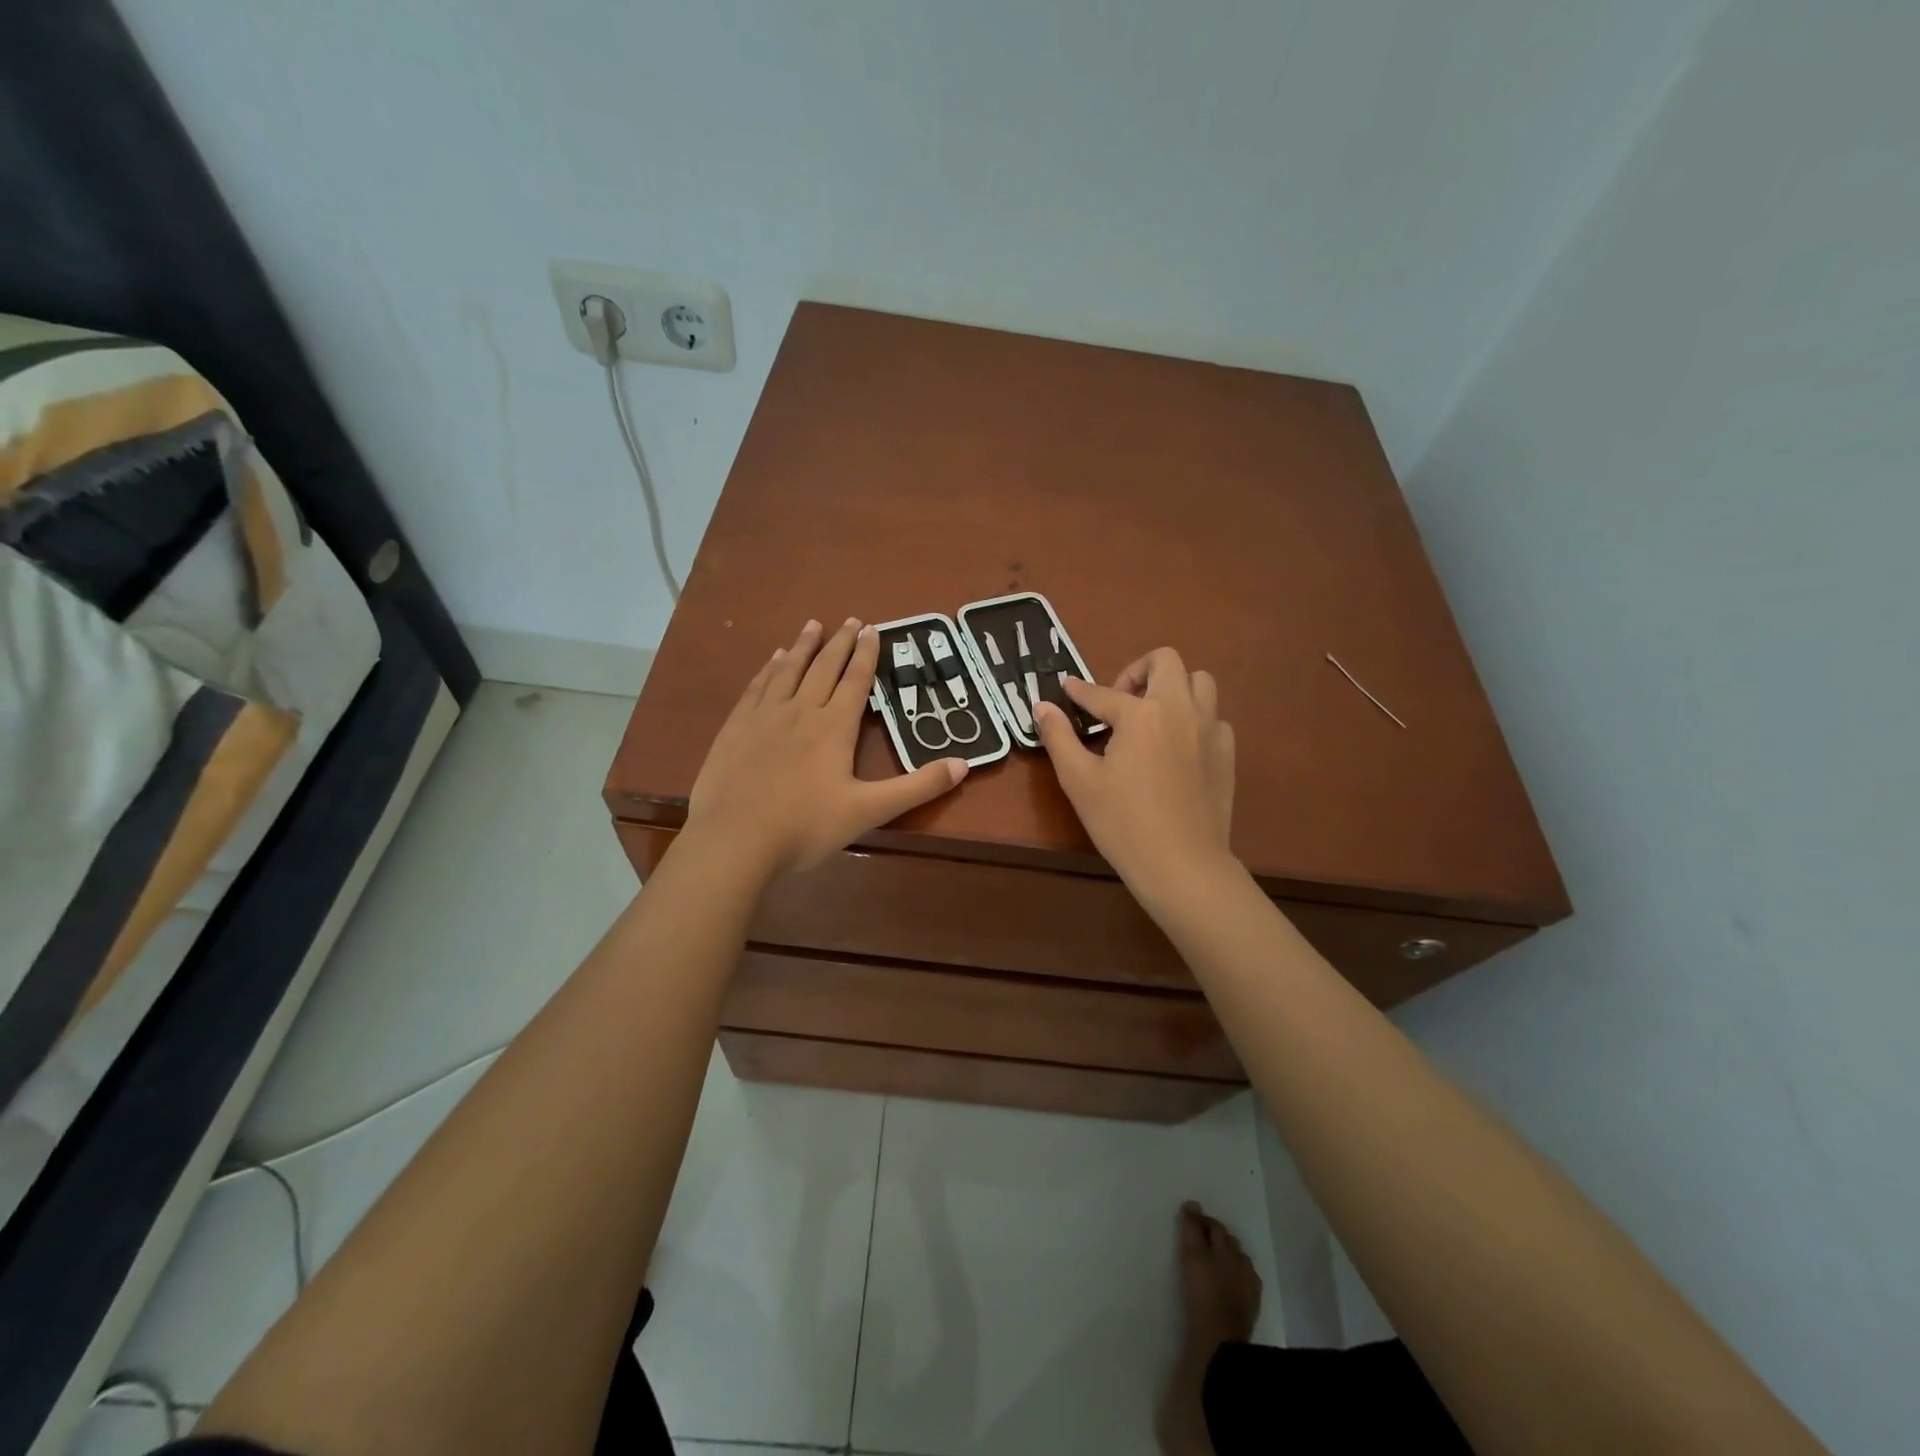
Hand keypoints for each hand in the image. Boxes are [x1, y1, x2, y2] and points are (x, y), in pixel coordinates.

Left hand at [687, 618, 967, 877]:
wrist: (735, 840)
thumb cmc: (806, 826)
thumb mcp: (870, 811)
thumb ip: (917, 787)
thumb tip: (964, 764)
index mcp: (834, 727)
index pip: (855, 680)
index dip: (866, 654)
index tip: (873, 628)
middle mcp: (800, 710)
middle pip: (823, 667)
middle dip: (840, 642)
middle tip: (850, 619)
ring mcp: (764, 716)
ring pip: (788, 670)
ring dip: (803, 646)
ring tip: (813, 625)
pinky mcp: (736, 727)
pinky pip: (757, 686)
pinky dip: (768, 668)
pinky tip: (772, 660)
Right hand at [1032, 648, 1235, 903]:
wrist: (1182, 865)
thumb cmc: (1122, 823)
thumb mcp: (1079, 780)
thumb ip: (1059, 737)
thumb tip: (1042, 706)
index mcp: (1141, 714)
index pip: (1101, 693)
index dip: (1078, 690)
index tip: (1066, 688)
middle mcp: (1180, 709)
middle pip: (1166, 661)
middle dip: (1137, 671)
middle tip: (1118, 701)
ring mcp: (1210, 729)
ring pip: (1200, 682)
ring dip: (1173, 687)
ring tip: (1152, 716)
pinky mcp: (1227, 753)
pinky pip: (1215, 717)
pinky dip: (1195, 719)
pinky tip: (1177, 746)